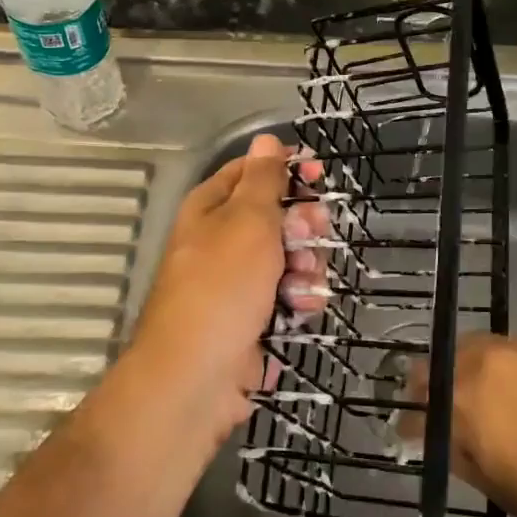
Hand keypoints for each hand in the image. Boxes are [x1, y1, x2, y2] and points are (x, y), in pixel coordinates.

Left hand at [129, 134, 324, 429]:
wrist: (197, 378)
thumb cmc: (221, 287)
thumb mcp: (247, 221)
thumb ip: (263, 179)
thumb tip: (266, 138)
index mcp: (211, 207)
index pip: (253, 171)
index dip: (287, 170)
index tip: (319, 176)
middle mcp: (223, 239)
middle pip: (278, 215)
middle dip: (302, 226)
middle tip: (308, 237)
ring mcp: (238, 281)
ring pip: (290, 257)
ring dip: (306, 267)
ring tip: (299, 286)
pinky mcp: (254, 316)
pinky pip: (288, 294)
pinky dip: (299, 300)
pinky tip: (299, 310)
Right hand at [420, 334, 516, 516]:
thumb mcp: (496, 486)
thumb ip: (459, 451)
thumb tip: (439, 435)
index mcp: (466, 400)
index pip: (420, 399)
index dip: (410, 417)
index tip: (408, 430)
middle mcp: (488, 363)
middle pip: (444, 361)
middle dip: (433, 385)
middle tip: (435, 409)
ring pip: (477, 349)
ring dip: (466, 370)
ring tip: (474, 399)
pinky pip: (509, 352)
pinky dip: (498, 367)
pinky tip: (512, 393)